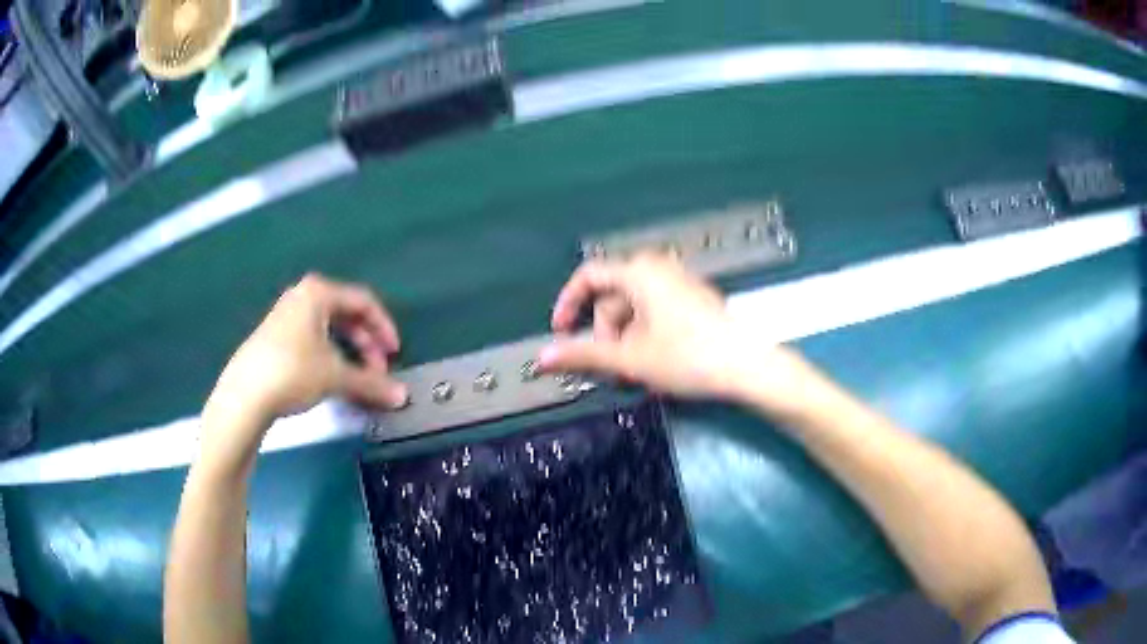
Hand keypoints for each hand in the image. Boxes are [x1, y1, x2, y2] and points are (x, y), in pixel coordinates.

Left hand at [204, 274, 408, 443]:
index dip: (384, 327)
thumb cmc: (293, 372)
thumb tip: (402, 396)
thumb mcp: (336, 377)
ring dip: (349, 352)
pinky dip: (328, 356)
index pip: (363, 301)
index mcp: (318, 293)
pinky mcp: (273, 337)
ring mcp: (284, 316)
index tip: (395, 353)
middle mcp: (301, 297)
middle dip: (366, 343)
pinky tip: (330, 379)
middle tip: (377, 370)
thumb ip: (372, 383)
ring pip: (327, 328)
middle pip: (345, 314)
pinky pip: (311, 339)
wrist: (244, 395)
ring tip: (356, 378)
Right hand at [540, 255, 798, 401]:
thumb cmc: (687, 356)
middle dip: (603, 330)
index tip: (561, 333)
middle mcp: (659, 268)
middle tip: (610, 365)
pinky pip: (656, 310)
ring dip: (624, 337)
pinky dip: (645, 333)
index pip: (588, 275)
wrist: (748, 365)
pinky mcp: (694, 299)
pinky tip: (656, 362)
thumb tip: (543, 357)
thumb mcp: (629, 358)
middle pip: (612, 294)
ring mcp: (680, 282)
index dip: (567, 304)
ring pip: (634, 306)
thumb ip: (583, 354)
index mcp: (639, 271)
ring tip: (635, 370)